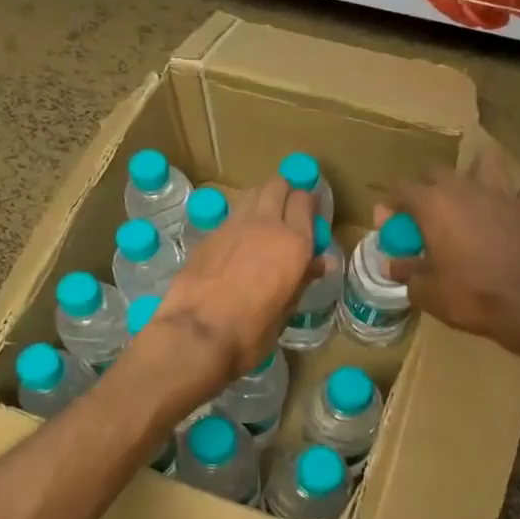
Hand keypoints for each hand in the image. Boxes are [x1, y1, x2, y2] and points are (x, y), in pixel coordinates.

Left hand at [131, 178, 315, 403]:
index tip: (310, 217)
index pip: (304, 200)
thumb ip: (302, 278)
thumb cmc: (251, 331)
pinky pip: (230, 217)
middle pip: (277, 185)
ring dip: (260, 201)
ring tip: (261, 225)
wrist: (197, 332)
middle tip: (287, 213)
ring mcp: (232, 225)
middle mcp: (265, 224)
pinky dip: (238, 222)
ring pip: (251, 194)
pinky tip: (235, 245)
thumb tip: (322, 262)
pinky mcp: (207, 234)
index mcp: (293, 242)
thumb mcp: (286, 310)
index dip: (308, 205)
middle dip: (284, 193)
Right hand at [389, 157, 519, 362]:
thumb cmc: (471, 296)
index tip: (391, 224)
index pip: (402, 188)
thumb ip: (405, 271)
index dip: (392, 205)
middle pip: (437, 171)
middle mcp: (465, 189)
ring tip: (471, 197)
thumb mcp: (426, 291)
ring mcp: (502, 194)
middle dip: (426, 188)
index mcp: (433, 204)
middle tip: (425, 215)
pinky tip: (512, 215)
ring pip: (487, 162)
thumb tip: (391, 264)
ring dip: (475, 174)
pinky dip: (516, 200)